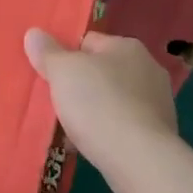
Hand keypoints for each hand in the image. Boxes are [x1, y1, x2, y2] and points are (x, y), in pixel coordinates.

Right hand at [24, 29, 178, 182]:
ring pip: (112, 101)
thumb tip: (34, 33)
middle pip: (101, 72)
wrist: (139, 158)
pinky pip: (123, 126)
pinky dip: (107, 133)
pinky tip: (90, 147)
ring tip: (69, 131)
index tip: (48, 77)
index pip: (88, 41)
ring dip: (93, 112)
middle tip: (56, 104)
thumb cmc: (99, 105)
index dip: (65, 56)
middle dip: (79, 87)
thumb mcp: (64, 72)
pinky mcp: (158, 132)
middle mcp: (148, 68)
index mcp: (127, 46)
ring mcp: (157, 102)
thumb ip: (48, 52)